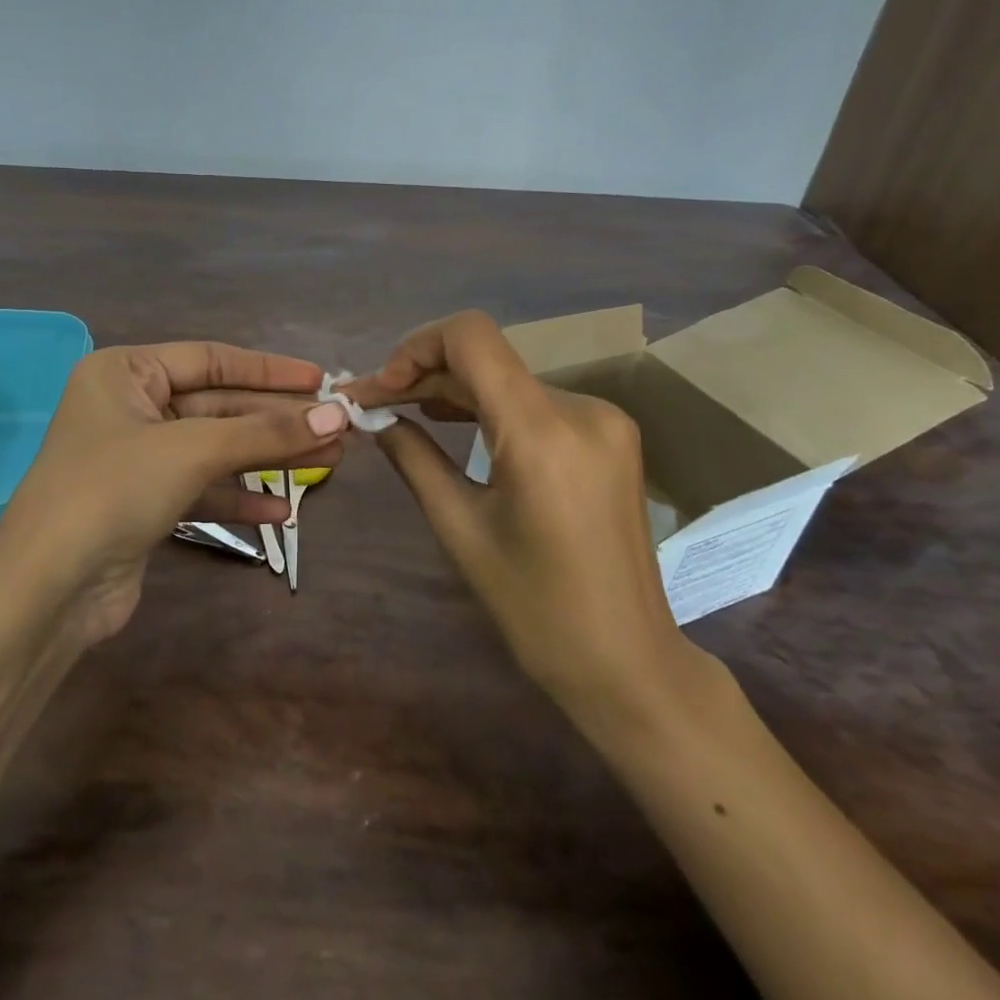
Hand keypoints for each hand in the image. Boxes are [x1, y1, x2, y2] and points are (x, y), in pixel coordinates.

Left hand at [0, 343, 348, 643]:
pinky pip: (201, 489)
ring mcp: (136, 458)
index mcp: (126, 373)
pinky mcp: (144, 503)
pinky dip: (239, 499)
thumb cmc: (114, 490)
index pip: (211, 359)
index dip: (269, 370)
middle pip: (218, 406)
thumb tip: (337, 416)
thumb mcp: (193, 450)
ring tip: (326, 463)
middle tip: (336, 427)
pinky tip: (281, 513)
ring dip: (266, 458)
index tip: (320, 380)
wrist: (49, 589)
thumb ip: (265, 432)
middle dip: (275, 420)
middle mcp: (129, 407)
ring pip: (214, 449)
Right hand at [342, 312, 705, 735]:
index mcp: (542, 431)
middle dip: (423, 374)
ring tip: (403, 409)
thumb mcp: (459, 529)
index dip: (416, 346)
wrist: (627, 661)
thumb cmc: (535, 608)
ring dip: (453, 388)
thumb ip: (413, 457)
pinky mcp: (608, 435)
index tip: (382, 387)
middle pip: (486, 359)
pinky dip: (489, 406)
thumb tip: (374, 416)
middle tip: (372, 402)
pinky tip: (454, 420)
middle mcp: (581, 407)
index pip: (472, 337)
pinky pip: (534, 401)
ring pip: (507, 378)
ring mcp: (602, 419)